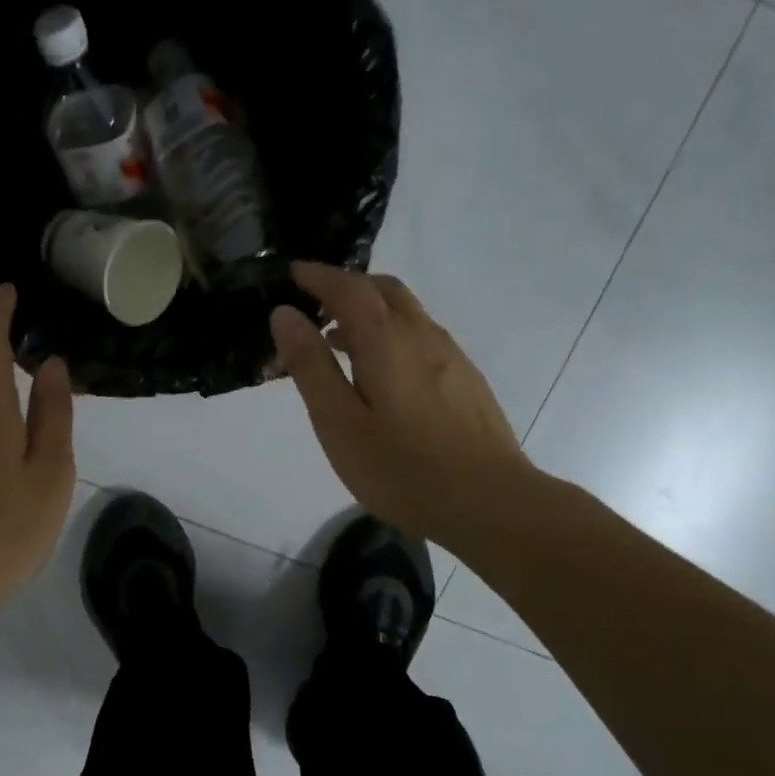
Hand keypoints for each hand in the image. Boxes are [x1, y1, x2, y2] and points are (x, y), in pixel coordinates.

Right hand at [270, 263, 529, 547]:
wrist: (489, 502)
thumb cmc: (402, 468)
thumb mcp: (339, 422)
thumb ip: (311, 366)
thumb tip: (285, 314)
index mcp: (386, 340)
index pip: (348, 288)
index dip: (318, 276)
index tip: (292, 273)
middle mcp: (422, 335)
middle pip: (384, 290)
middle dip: (347, 287)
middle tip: (314, 305)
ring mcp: (451, 356)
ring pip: (407, 313)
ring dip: (370, 312)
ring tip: (340, 341)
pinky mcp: (466, 380)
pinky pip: (422, 337)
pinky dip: (392, 334)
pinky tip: (383, 373)